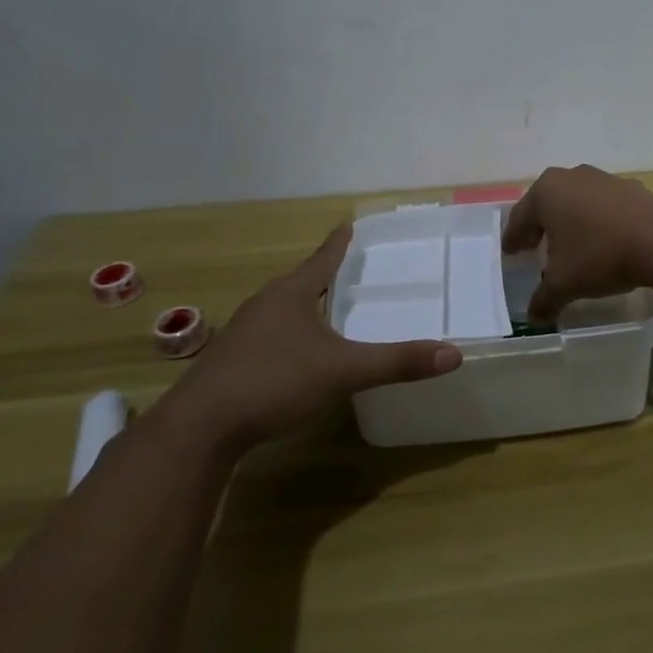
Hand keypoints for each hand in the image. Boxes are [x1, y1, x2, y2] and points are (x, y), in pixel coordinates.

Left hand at [167, 226, 460, 452]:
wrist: (199, 428)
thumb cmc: (273, 382)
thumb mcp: (342, 371)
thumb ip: (396, 362)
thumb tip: (453, 354)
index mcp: (291, 294)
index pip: (322, 259)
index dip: (339, 243)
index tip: (349, 224)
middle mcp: (265, 304)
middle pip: (301, 281)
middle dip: (325, 274)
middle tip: (352, 270)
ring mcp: (243, 332)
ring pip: (283, 309)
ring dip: (306, 305)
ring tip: (330, 309)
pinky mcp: (231, 361)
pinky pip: (270, 334)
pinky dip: (291, 333)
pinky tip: (299, 353)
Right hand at [502, 165, 652, 322]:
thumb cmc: (600, 255)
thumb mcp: (564, 283)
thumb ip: (544, 299)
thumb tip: (533, 317)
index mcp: (546, 192)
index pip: (520, 218)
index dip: (513, 239)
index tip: (510, 252)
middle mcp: (571, 177)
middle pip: (547, 204)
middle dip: (540, 226)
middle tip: (533, 246)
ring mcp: (603, 178)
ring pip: (576, 201)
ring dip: (570, 221)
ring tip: (570, 244)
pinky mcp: (630, 187)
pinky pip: (603, 206)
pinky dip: (597, 220)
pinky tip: (603, 240)